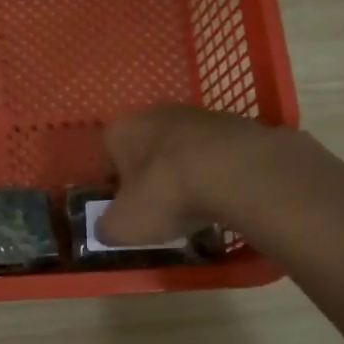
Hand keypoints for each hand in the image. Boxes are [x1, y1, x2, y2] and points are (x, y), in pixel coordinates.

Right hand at [98, 105, 281, 245]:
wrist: (238, 172)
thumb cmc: (166, 195)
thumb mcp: (124, 226)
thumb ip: (107, 228)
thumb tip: (106, 230)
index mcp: (122, 130)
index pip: (108, 156)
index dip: (115, 186)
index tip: (128, 210)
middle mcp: (155, 113)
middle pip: (146, 149)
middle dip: (151, 177)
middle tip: (160, 210)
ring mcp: (198, 115)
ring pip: (182, 149)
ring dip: (185, 173)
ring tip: (197, 207)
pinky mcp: (235, 124)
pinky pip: (216, 153)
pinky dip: (216, 172)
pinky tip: (224, 196)